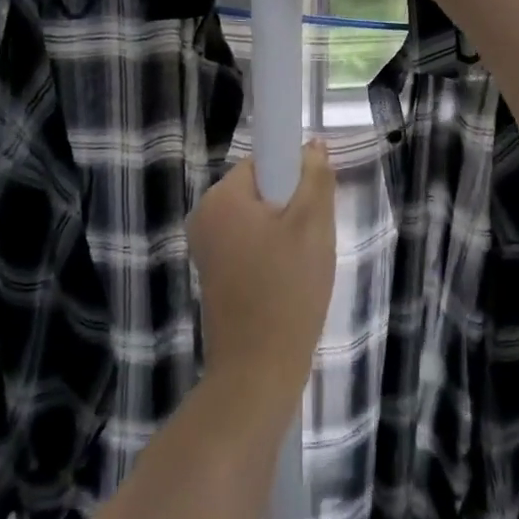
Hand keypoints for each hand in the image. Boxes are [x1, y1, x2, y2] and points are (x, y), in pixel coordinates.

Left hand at [188, 142, 336, 411]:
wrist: (258, 373)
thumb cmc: (287, 290)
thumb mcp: (313, 225)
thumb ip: (314, 177)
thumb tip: (311, 145)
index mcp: (221, 198)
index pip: (263, 160)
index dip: (293, 174)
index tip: (313, 203)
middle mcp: (204, 217)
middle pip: (261, 189)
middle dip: (292, 206)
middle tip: (313, 238)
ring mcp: (206, 249)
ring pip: (259, 219)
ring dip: (285, 232)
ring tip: (303, 264)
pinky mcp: (214, 276)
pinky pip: (249, 245)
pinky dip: (271, 254)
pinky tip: (288, 281)